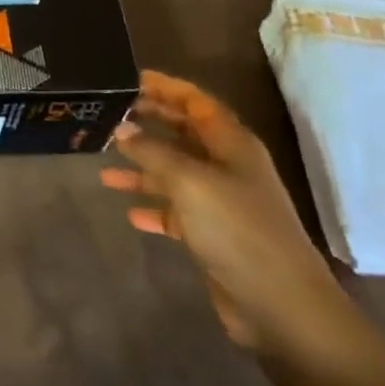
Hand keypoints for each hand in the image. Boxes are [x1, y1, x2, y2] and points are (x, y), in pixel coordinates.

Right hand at [101, 70, 349, 357]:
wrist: (280, 305)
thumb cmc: (236, 229)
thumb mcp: (188, 181)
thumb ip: (152, 151)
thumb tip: (122, 129)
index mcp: (231, 144)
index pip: (196, 102)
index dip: (165, 88)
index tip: (129, 80)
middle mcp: (228, 166)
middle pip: (184, 134)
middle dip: (149, 124)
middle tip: (110, 117)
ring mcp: (222, 201)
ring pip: (175, 173)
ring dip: (142, 169)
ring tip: (105, 170)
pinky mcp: (214, 235)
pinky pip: (177, 211)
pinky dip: (154, 207)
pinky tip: (130, 212)